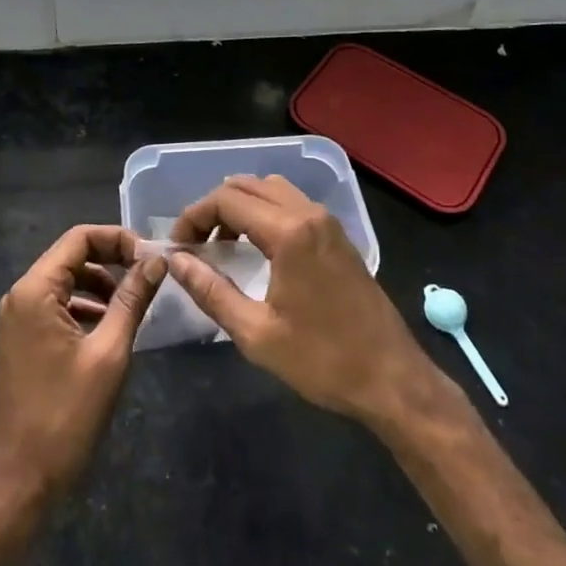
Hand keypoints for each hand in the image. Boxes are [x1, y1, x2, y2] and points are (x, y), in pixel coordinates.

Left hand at [0, 225, 164, 505]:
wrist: (23, 481)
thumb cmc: (67, 416)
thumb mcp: (110, 353)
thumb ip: (132, 300)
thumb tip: (156, 261)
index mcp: (35, 290)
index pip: (79, 238)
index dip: (117, 239)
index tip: (150, 257)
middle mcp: (20, 295)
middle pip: (70, 256)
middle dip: (110, 260)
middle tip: (148, 276)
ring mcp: (16, 317)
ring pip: (64, 280)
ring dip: (99, 284)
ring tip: (133, 303)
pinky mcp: (20, 339)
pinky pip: (55, 304)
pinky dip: (84, 306)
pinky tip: (108, 327)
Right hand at [166, 175, 442, 428]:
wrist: (391, 378)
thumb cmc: (322, 360)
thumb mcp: (256, 334)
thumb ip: (211, 291)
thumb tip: (174, 261)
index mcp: (289, 232)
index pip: (226, 200)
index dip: (194, 216)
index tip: (178, 246)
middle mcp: (308, 213)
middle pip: (247, 186)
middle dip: (214, 208)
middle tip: (195, 243)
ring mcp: (327, 221)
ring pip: (271, 189)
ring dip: (241, 206)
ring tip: (222, 244)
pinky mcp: (337, 235)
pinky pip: (292, 203)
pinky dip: (265, 212)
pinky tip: (256, 249)